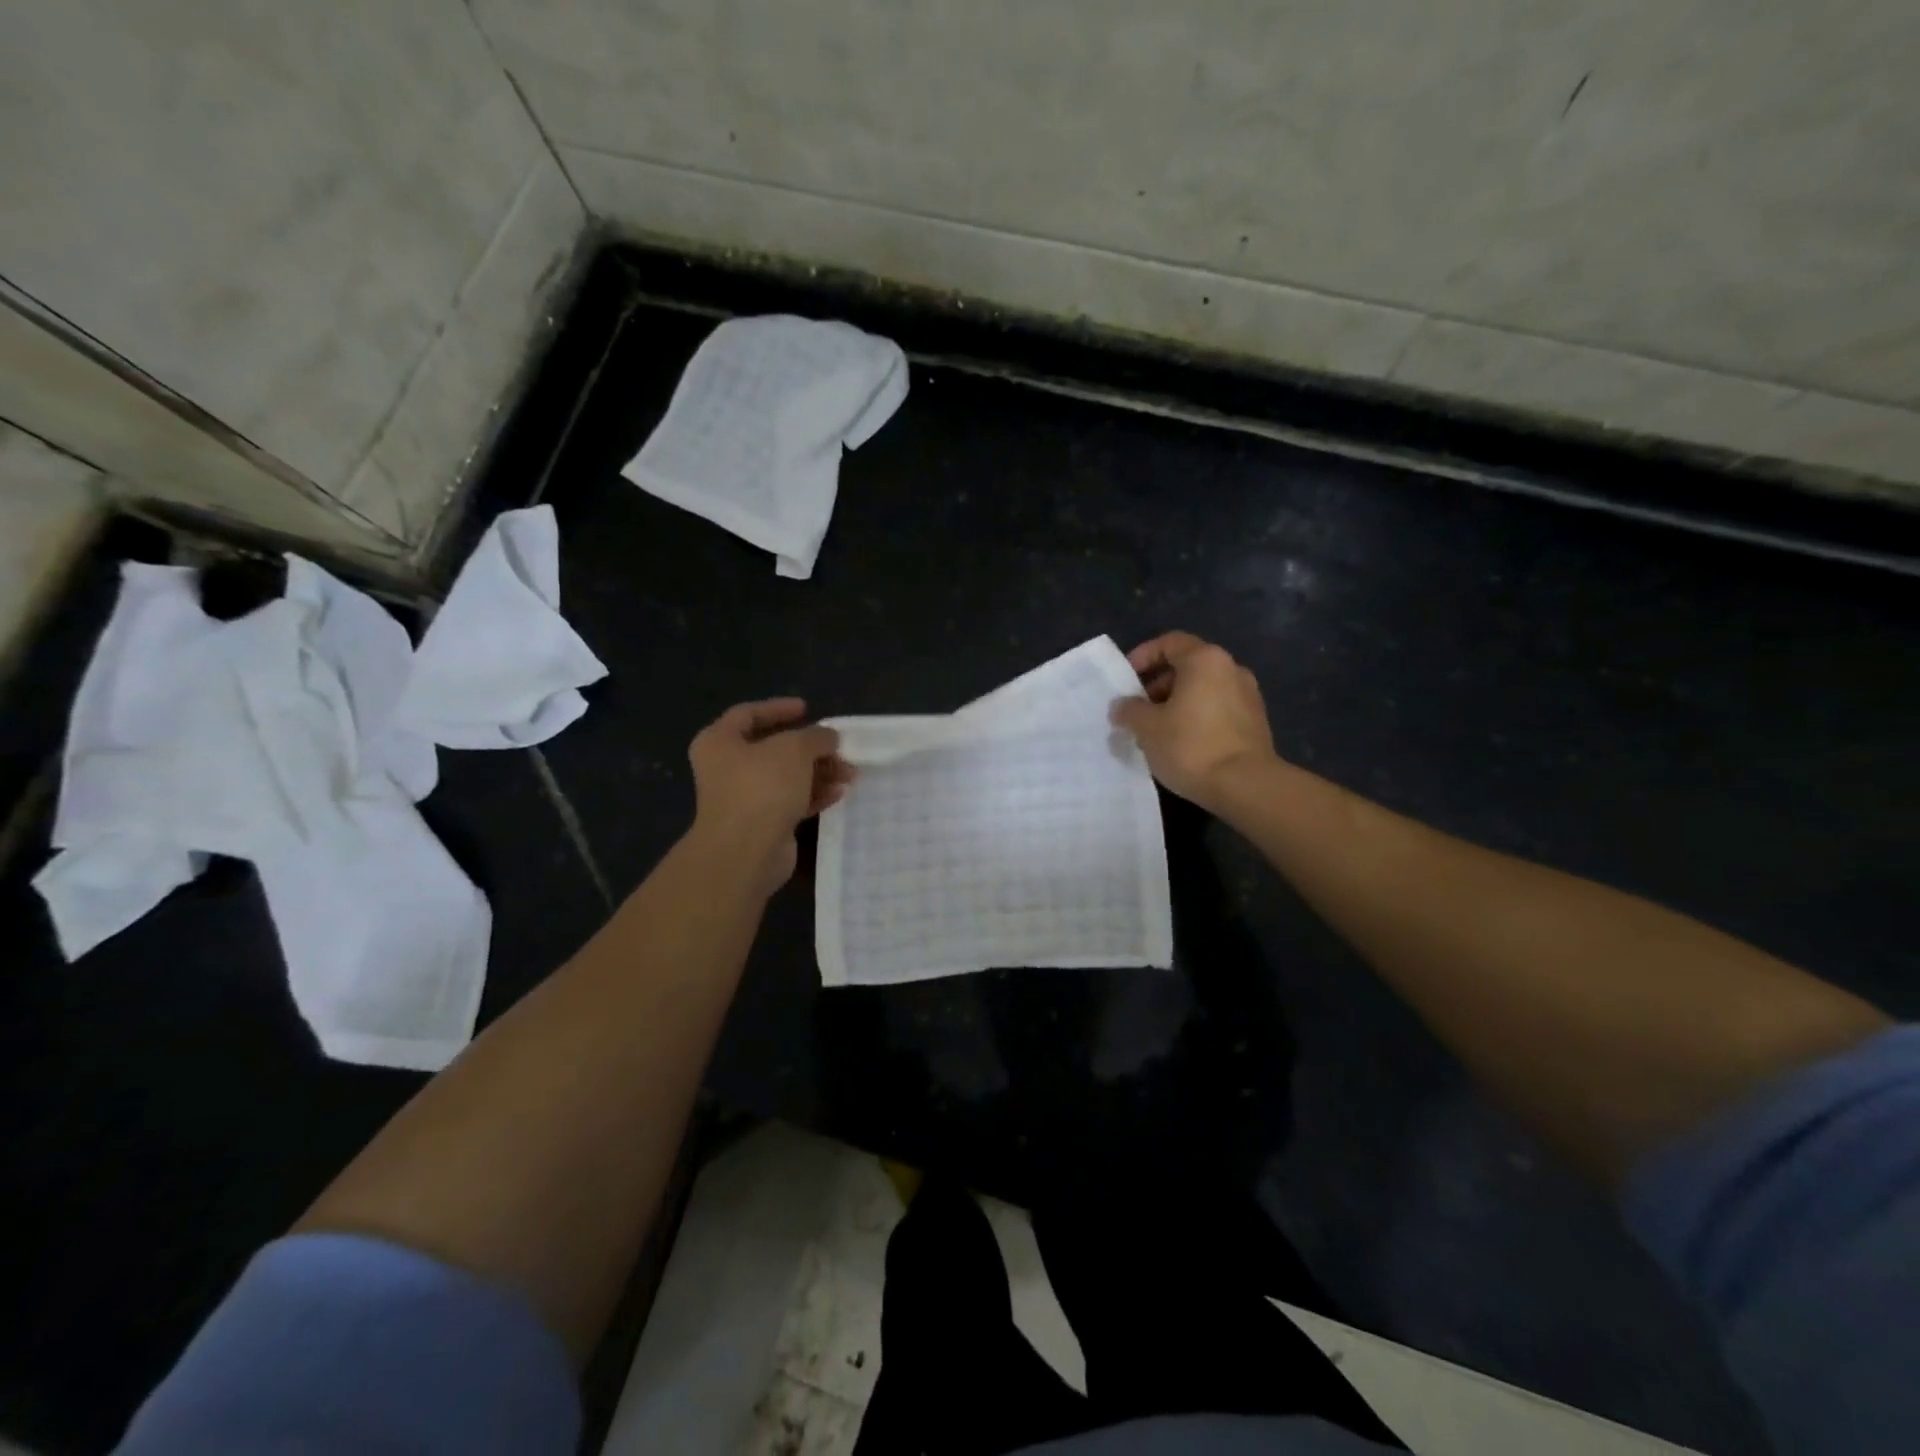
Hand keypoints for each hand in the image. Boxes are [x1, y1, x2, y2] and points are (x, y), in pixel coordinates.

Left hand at [687, 699, 853, 895]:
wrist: (745, 852)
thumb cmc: (762, 787)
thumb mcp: (794, 749)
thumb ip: (816, 736)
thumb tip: (829, 737)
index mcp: (720, 742)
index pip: (748, 714)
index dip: (779, 708)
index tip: (808, 708)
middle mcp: (727, 768)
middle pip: (774, 749)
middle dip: (811, 748)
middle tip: (839, 748)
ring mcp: (744, 798)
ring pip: (786, 777)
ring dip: (819, 772)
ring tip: (850, 774)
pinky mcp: (762, 824)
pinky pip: (791, 802)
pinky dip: (813, 795)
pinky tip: (838, 793)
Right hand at [1112, 632, 1277, 812]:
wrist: (1246, 786)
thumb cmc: (1191, 746)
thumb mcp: (1147, 728)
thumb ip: (1129, 710)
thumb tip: (1122, 706)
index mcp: (1205, 660)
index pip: (1169, 643)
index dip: (1143, 656)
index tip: (1126, 678)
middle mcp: (1231, 669)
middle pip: (1187, 666)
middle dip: (1157, 684)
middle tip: (1137, 709)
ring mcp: (1248, 695)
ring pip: (1203, 689)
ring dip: (1176, 703)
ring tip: (1156, 730)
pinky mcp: (1255, 722)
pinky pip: (1217, 708)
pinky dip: (1196, 717)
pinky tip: (1181, 743)